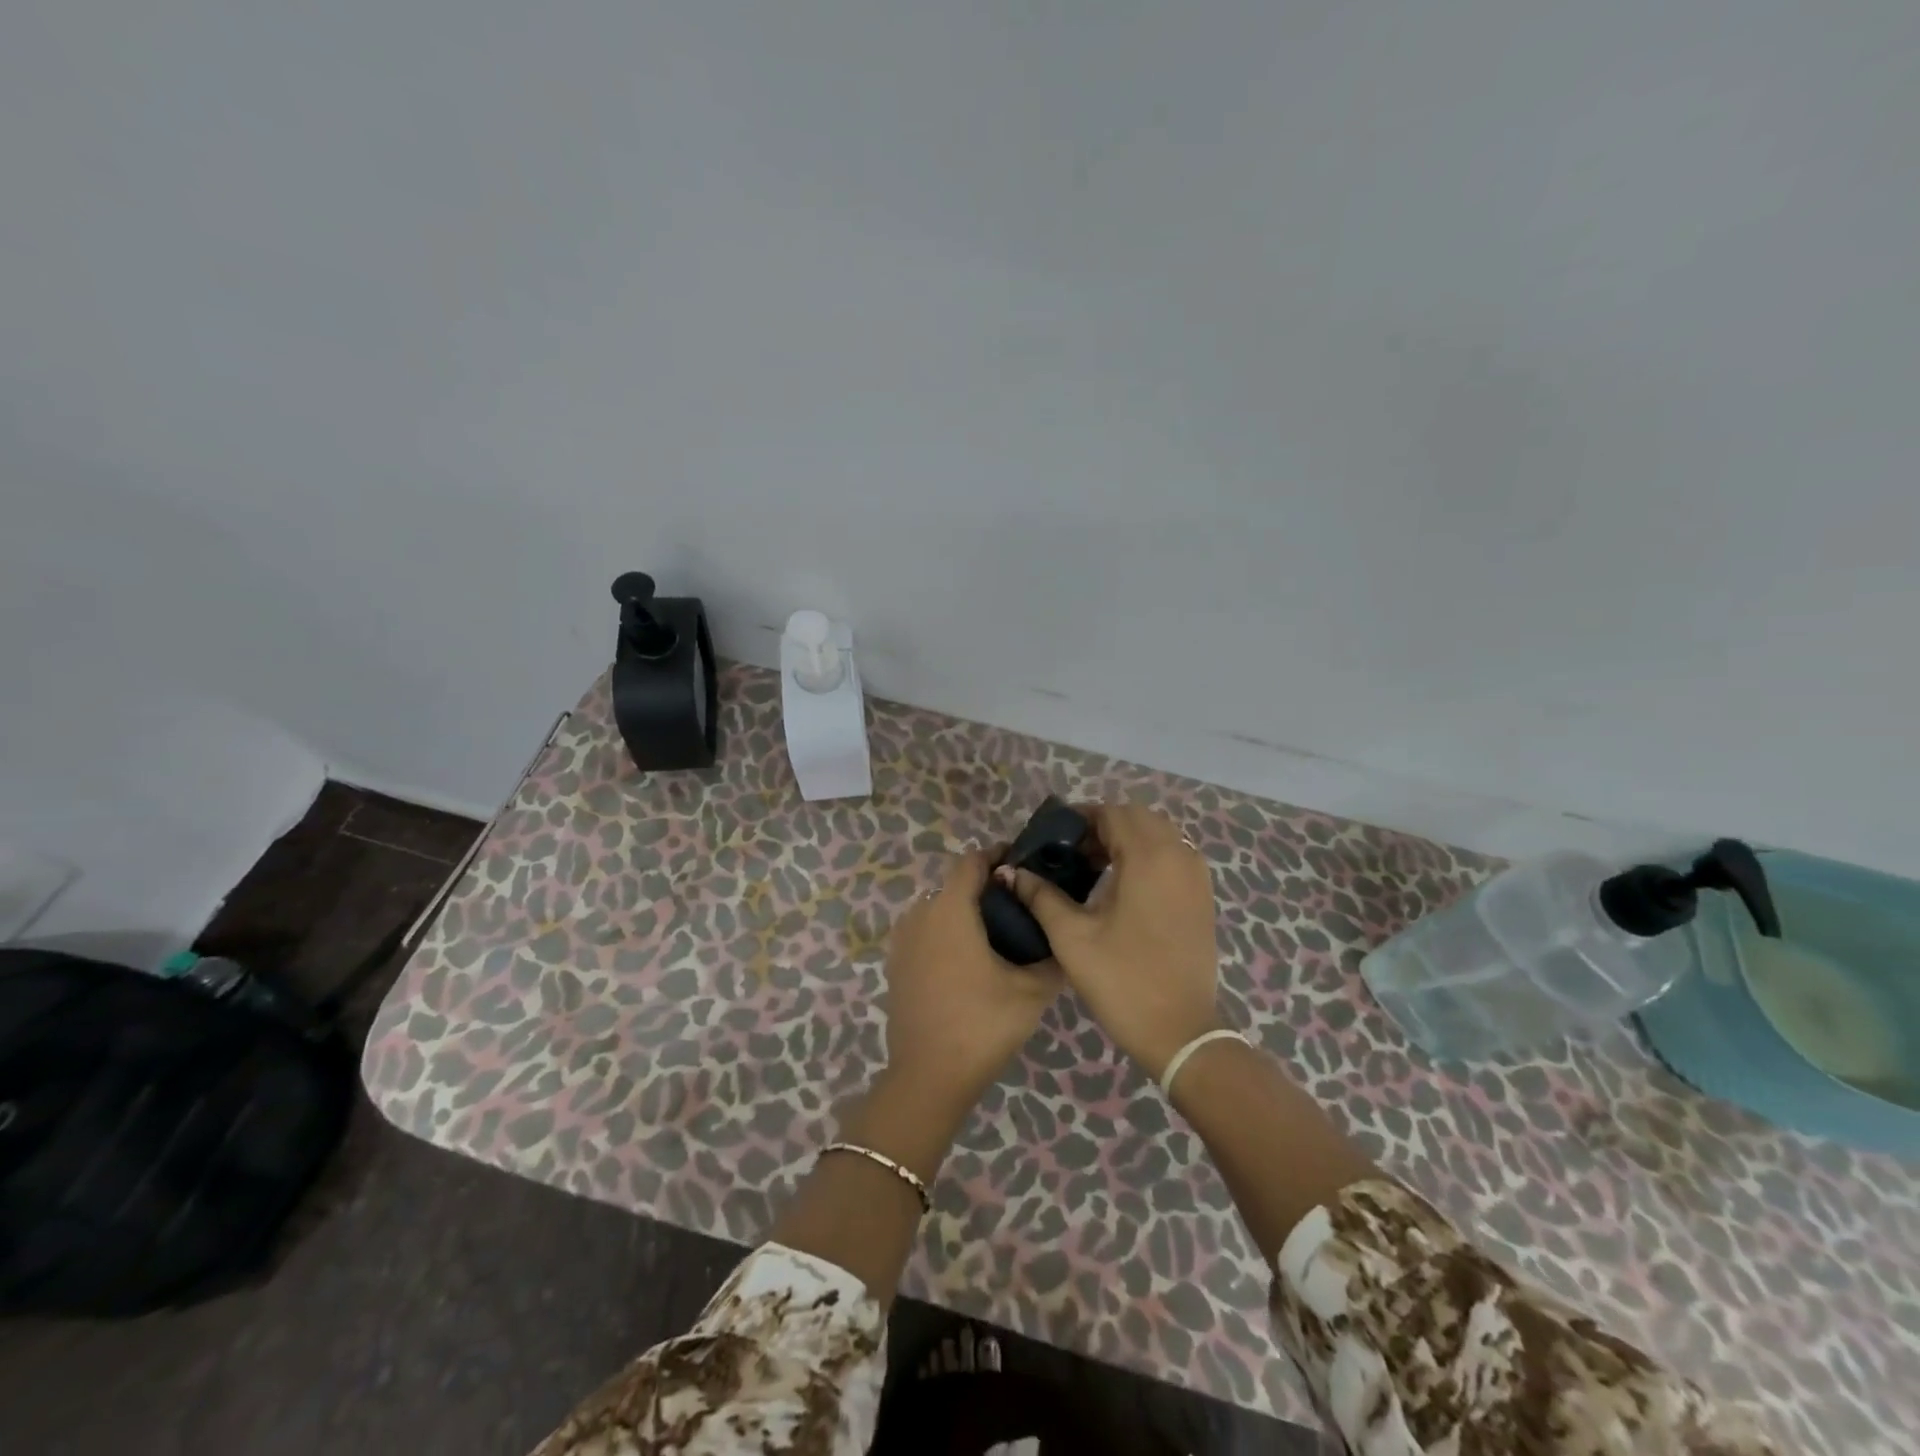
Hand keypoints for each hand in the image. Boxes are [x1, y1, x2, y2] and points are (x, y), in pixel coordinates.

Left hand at [883, 850, 1062, 1120]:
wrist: (928, 1076)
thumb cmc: (981, 1023)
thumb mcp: (1031, 991)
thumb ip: (1052, 957)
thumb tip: (1064, 939)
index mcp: (950, 908)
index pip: (972, 860)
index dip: (998, 855)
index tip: (1024, 863)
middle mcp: (920, 913)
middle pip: (955, 884)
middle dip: (986, 887)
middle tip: (1021, 905)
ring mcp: (902, 940)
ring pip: (938, 909)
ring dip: (965, 911)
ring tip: (999, 934)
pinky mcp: (895, 964)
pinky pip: (925, 933)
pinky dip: (947, 934)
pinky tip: (970, 961)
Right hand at [1003, 802, 1220, 1078]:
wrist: (1181, 1034)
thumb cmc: (1123, 981)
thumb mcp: (1072, 937)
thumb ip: (1041, 896)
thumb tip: (1010, 871)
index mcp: (1148, 858)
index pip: (1113, 813)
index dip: (1080, 818)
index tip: (1053, 838)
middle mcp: (1178, 856)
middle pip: (1138, 818)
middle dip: (1103, 826)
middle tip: (1071, 853)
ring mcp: (1196, 877)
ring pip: (1159, 834)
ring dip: (1127, 839)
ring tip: (1093, 868)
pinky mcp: (1203, 897)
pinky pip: (1174, 856)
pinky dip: (1148, 856)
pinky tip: (1122, 885)